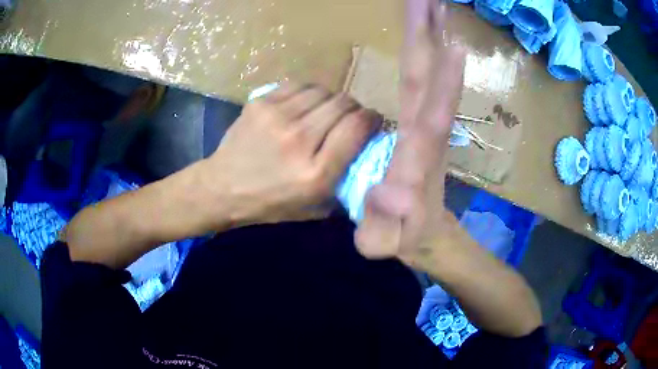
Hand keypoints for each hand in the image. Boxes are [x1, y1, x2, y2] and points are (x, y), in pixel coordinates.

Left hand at [203, 83, 381, 226]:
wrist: (223, 187)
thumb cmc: (270, 203)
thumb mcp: (315, 208)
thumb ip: (346, 184)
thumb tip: (370, 156)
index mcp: (316, 172)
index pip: (357, 128)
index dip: (372, 119)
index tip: (372, 121)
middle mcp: (300, 140)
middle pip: (344, 104)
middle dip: (355, 108)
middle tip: (351, 117)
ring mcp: (278, 117)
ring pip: (324, 91)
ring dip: (332, 100)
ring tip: (326, 111)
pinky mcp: (261, 103)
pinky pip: (299, 85)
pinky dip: (309, 93)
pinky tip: (305, 104)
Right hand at [355, 0, 465, 266]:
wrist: (426, 234)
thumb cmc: (403, 239)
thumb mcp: (383, 243)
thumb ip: (382, 225)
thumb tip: (388, 192)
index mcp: (417, 159)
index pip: (432, 115)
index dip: (443, 82)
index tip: (450, 44)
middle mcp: (427, 133)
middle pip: (429, 79)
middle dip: (430, 38)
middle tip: (428, 0)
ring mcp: (426, 124)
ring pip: (428, 72)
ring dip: (430, 37)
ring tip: (430, 5)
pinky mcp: (422, 122)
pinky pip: (424, 80)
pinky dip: (428, 52)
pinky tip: (429, 35)